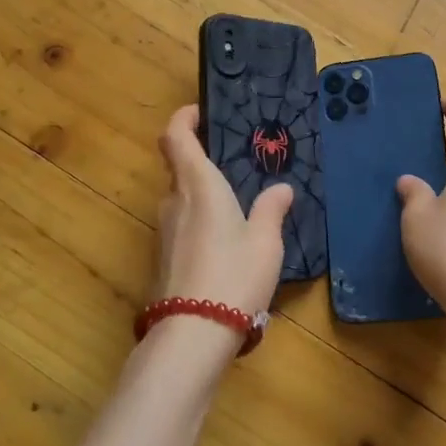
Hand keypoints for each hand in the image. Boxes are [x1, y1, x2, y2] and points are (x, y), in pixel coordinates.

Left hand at [154, 105, 293, 325]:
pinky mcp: (164, 258)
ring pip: (180, 198)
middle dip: (199, 159)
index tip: (200, 113)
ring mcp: (164, 232)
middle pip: (177, 167)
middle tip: (232, 162)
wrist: (193, 332)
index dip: (183, 119)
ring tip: (235, 204)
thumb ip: (271, 210)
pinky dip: (199, 220)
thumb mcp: (265, 241)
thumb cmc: (234, 274)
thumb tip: (281, 189)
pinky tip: (224, 241)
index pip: (175, 137)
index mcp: (199, 185)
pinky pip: (181, 225)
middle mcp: (174, 201)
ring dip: (201, 194)